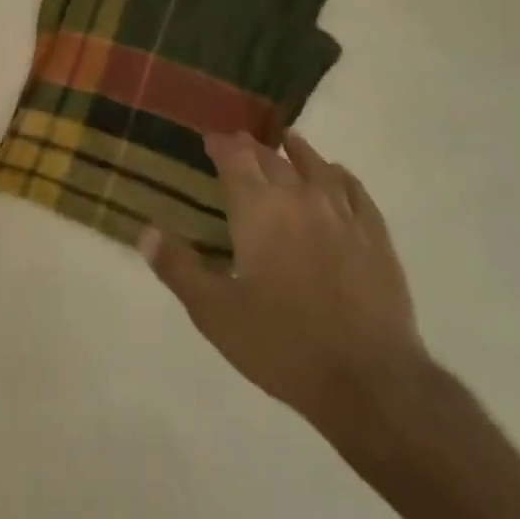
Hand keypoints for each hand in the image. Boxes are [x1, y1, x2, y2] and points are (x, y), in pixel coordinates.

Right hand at [141, 131, 433, 456]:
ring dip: (298, 152)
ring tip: (288, 141)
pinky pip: (355, 191)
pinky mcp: (374, 235)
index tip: (209, 139)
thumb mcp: (214, 312)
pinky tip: (337, 175)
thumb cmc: (282, 344)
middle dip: (252, 149)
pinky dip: (340, 175)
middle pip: (272, 159)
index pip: (235, 158)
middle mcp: (299, 197)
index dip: (220, 144)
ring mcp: (342, 213)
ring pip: (316, 167)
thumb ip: (178, 267)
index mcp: (258, 209)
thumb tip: (145, 230)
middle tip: (240, 145)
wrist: (369, 379)